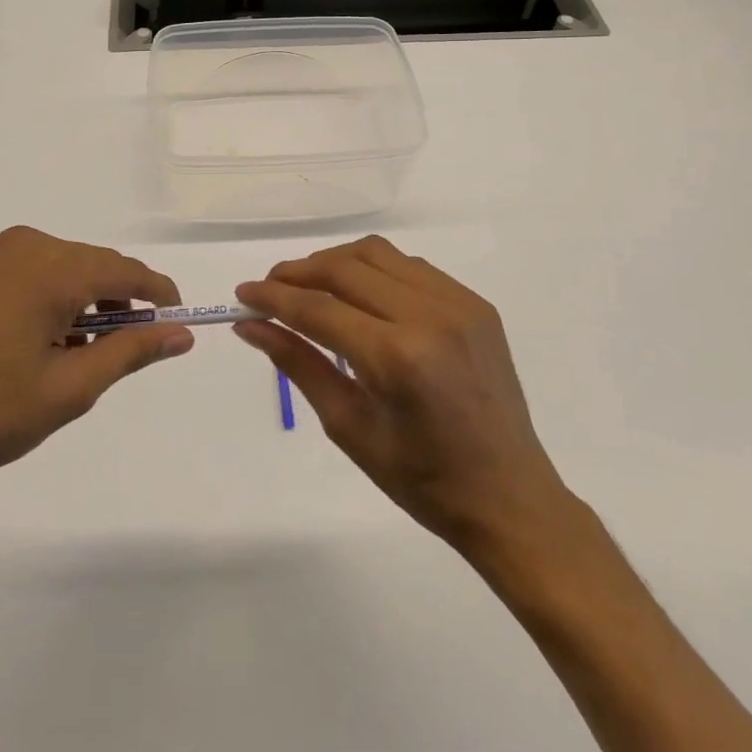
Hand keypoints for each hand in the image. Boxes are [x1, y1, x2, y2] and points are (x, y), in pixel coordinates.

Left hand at [0, 227, 190, 515]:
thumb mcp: (67, 391)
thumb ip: (130, 353)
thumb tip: (180, 333)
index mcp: (52, 269)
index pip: (127, 271)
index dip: (158, 295)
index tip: (175, 323)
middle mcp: (20, 246)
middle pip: (89, 266)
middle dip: (114, 304)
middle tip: (117, 353)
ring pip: (52, 268)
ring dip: (74, 302)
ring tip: (67, 355)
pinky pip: (14, 273)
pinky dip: (36, 299)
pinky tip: (19, 344)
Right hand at [234, 236, 569, 555]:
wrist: (509, 497)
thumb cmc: (422, 480)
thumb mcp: (349, 427)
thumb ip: (298, 364)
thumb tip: (251, 326)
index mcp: (397, 357)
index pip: (318, 308)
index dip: (273, 297)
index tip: (242, 293)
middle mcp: (430, 316)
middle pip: (346, 268)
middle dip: (299, 272)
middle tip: (270, 289)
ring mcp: (459, 304)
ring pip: (379, 254)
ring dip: (336, 263)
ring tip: (311, 287)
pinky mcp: (477, 304)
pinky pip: (412, 268)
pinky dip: (376, 271)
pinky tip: (362, 296)